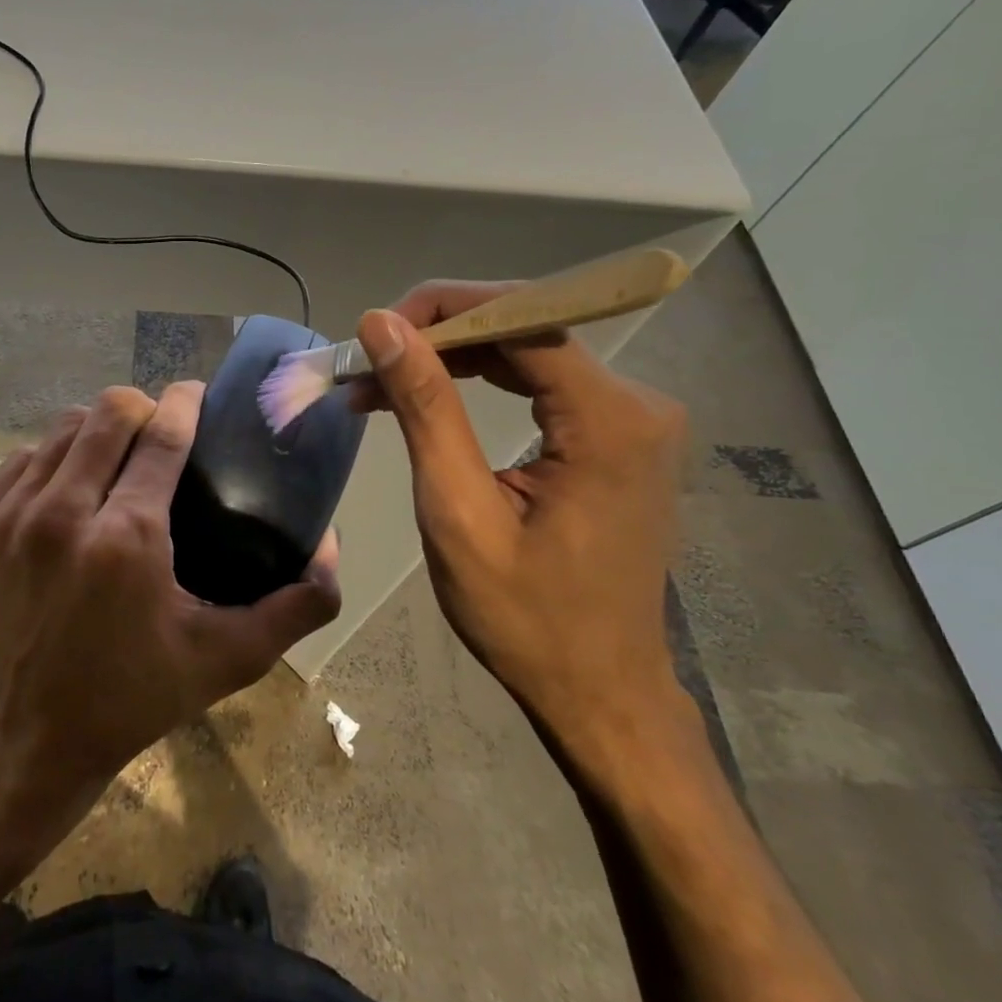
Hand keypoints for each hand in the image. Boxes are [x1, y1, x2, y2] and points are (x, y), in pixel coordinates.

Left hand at [0, 381, 339, 804]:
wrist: (30, 738)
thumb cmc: (135, 696)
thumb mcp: (228, 658)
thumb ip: (295, 607)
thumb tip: (333, 550)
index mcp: (126, 540)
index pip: (162, 435)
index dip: (185, 402)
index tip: (197, 393)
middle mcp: (61, 516)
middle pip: (108, 413)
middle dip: (142, 408)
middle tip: (161, 433)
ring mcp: (8, 520)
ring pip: (61, 429)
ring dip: (97, 431)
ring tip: (117, 457)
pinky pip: (21, 462)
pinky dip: (53, 461)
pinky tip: (71, 488)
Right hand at [354, 282, 690, 763]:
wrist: (598, 691)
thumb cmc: (524, 617)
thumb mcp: (458, 512)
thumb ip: (426, 409)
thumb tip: (382, 325)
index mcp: (611, 421)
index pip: (521, 319)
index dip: (441, 310)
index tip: (372, 331)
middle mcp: (637, 403)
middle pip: (526, 328)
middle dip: (437, 336)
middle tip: (365, 361)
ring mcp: (634, 418)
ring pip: (527, 351)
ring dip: (450, 358)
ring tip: (378, 382)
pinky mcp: (618, 436)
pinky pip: (540, 383)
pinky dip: (479, 382)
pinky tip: (427, 395)